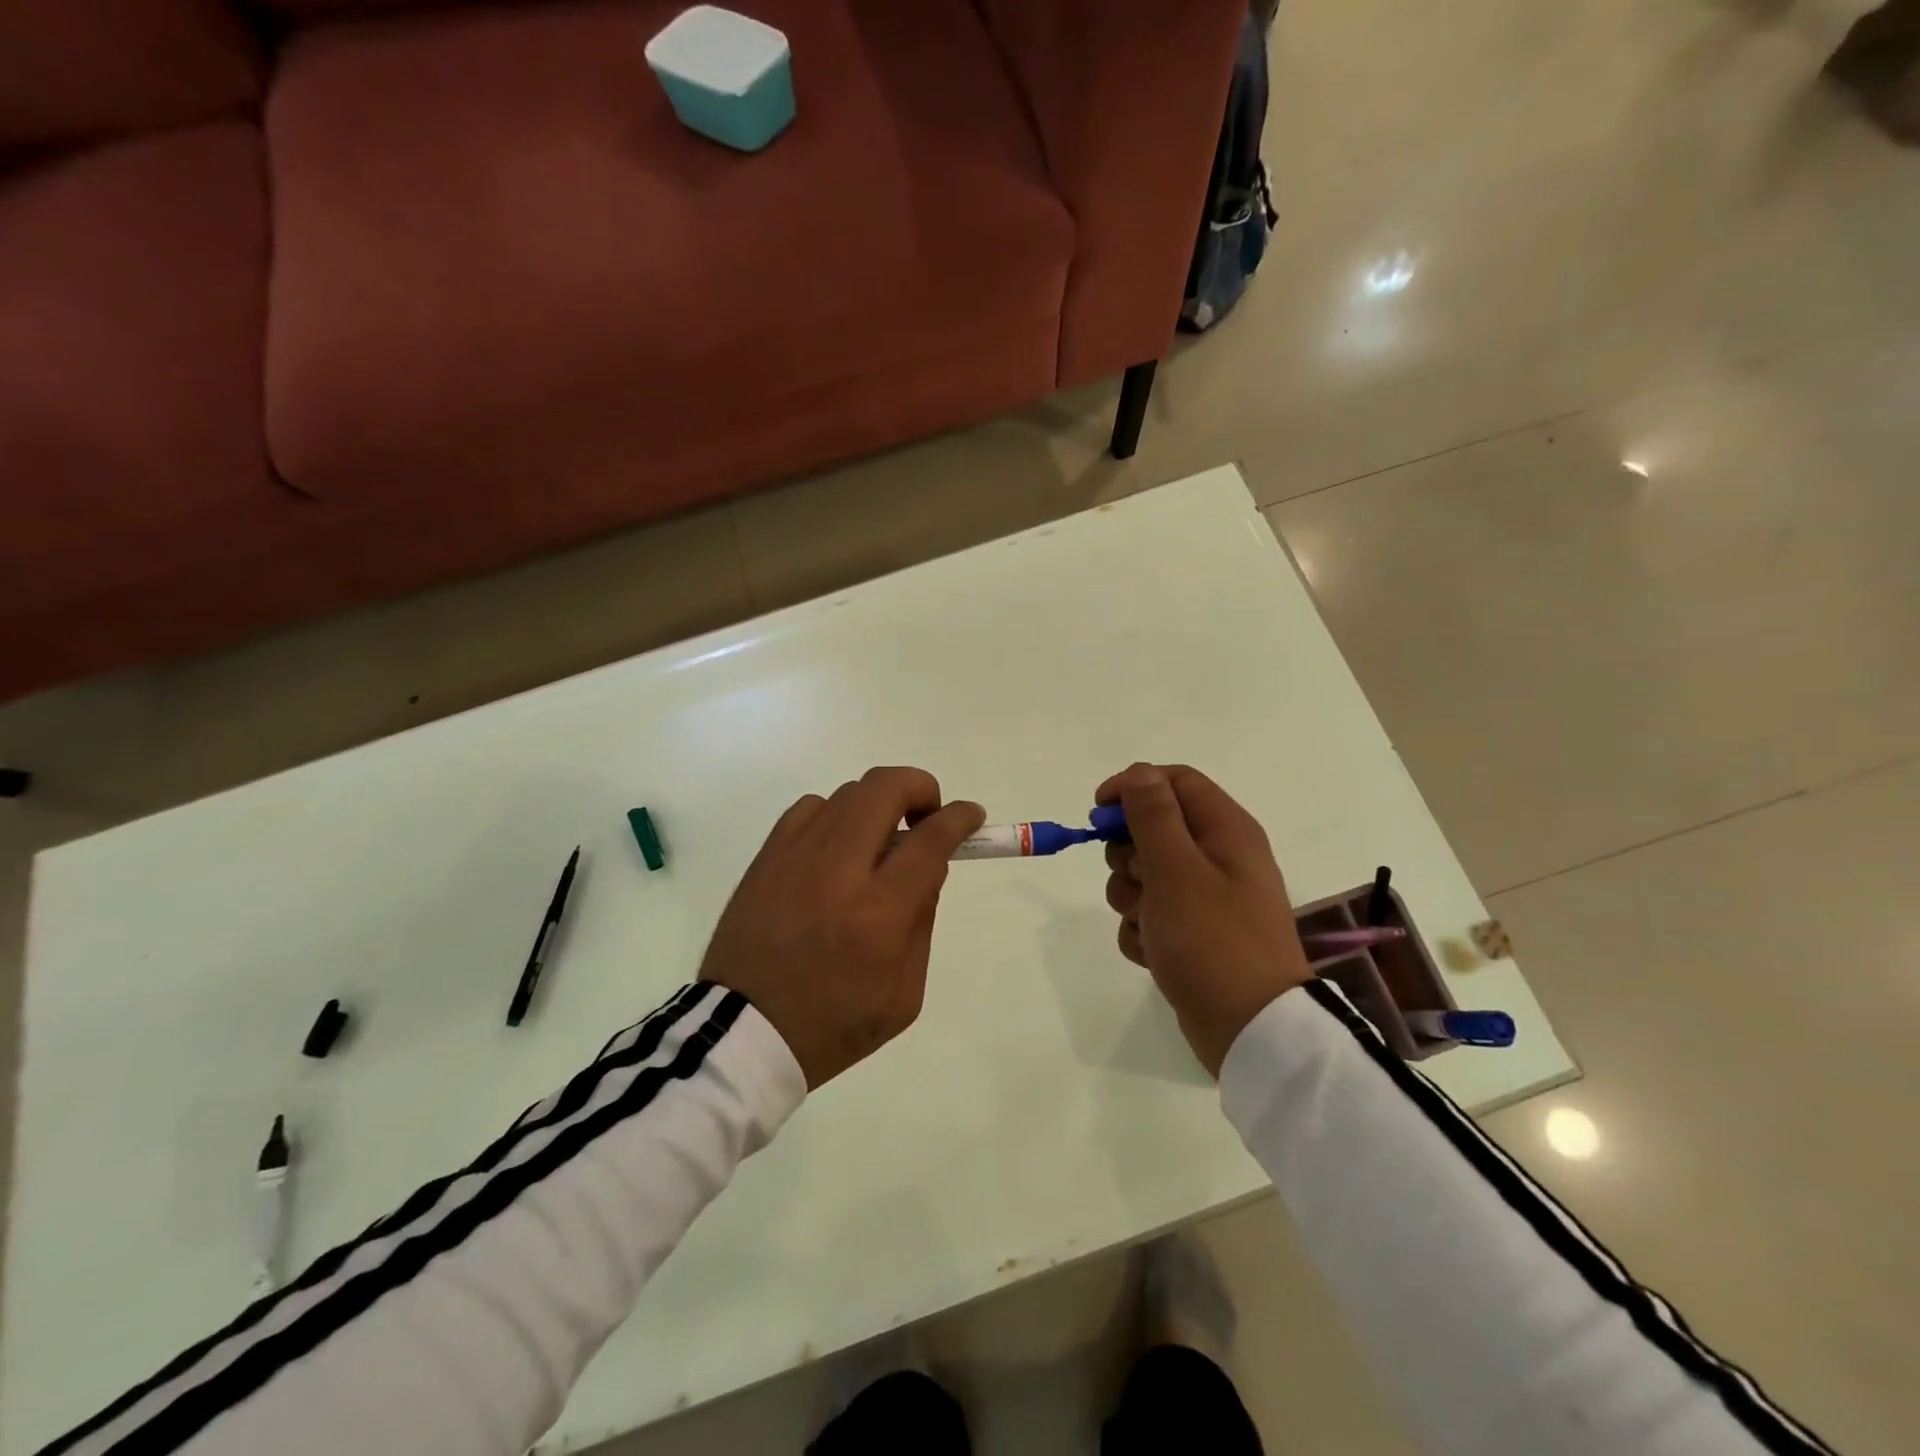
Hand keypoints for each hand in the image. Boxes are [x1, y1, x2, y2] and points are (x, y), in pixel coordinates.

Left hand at [700, 767, 985, 1088]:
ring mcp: (796, 856)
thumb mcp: (903, 993)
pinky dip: (836, 815)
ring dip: (878, 806)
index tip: (971, 815)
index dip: (959, 817)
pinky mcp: (766, 857)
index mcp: (879, 913)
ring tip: (879, 843)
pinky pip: (810, 808)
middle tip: (926, 817)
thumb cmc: (833, 1024)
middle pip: (886, 788)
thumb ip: (923, 919)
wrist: (743, 1033)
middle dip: (920, 788)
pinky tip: (837, 848)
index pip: (930, 838)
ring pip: (849, 793)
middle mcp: (838, 870)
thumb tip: (930, 863)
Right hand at [1097, 763, 1312, 1076]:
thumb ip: (1152, 814)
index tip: (1097, 811)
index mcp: (1225, 829)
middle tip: (1137, 879)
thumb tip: (1138, 773)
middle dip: (1128, 853)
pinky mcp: (1193, 932)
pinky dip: (1142, 930)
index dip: (1132, 788)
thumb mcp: (1175, 868)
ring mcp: (1206, 897)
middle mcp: (1218, 856)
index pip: (1172, 781)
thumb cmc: (1212, 938)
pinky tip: (1153, 952)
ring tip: (1148, 924)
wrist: (1250, 1029)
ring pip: (1144, 874)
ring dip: (1131, 896)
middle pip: (1153, 828)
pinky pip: (1150, 914)